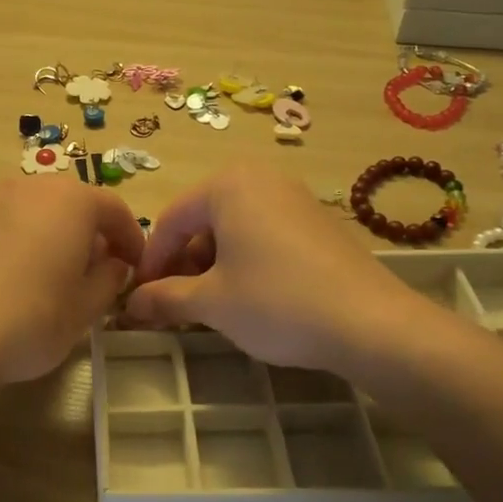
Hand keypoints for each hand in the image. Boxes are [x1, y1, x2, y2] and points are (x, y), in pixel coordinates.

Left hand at [0, 175, 145, 390]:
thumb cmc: (32, 317)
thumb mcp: (85, 307)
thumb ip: (108, 280)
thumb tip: (113, 265)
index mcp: (72, 200)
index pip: (115, 210)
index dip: (132, 239)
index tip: (136, 268)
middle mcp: (32, 187)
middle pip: (75, 205)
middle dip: (93, 235)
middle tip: (100, 273)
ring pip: (40, 213)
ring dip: (57, 237)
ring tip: (59, 279)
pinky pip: (10, 225)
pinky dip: (26, 243)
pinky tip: (20, 281)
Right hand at [126, 164, 441, 375]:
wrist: (371, 323)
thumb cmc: (276, 302)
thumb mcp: (212, 302)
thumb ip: (165, 298)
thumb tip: (130, 306)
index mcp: (227, 184)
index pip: (170, 221)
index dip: (150, 263)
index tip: (140, 298)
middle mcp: (260, 178)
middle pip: (202, 221)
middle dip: (182, 265)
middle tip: (174, 305)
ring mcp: (293, 197)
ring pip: (233, 229)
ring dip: (211, 267)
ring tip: (208, 307)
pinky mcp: (317, 222)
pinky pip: (263, 234)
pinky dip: (244, 262)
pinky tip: (248, 298)